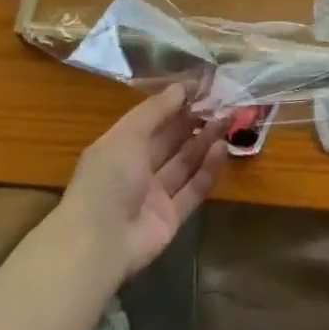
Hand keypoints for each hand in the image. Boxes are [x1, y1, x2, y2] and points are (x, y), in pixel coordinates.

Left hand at [58, 86, 227, 278]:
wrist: (100, 243)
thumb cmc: (108, 179)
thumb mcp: (127, 134)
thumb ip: (156, 110)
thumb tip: (182, 86)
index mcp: (119, 147)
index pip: (151, 119)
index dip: (175, 102)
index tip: (202, 86)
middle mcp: (136, 169)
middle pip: (170, 140)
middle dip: (194, 120)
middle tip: (222, 101)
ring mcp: (154, 195)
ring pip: (184, 162)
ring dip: (205, 141)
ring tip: (228, 119)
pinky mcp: (171, 218)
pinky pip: (192, 189)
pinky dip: (208, 169)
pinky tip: (223, 148)